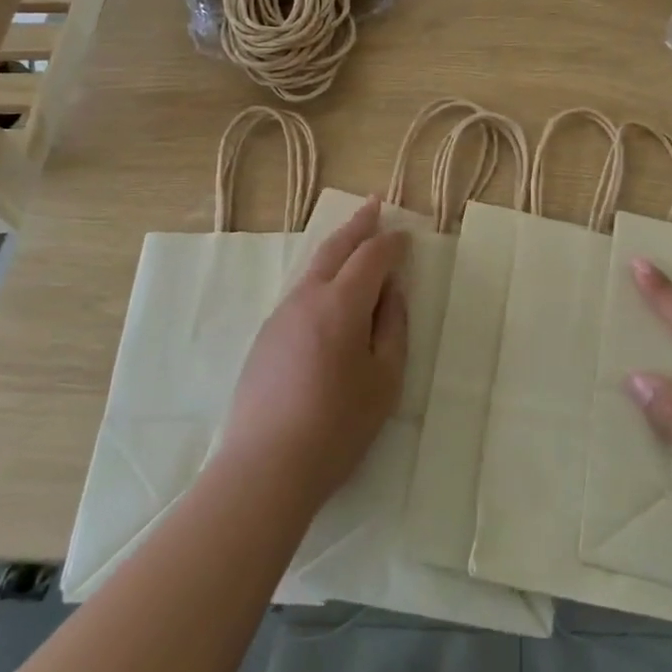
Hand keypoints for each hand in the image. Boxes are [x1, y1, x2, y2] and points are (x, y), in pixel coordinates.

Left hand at [219, 196, 408, 507]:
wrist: (265, 466)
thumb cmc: (337, 425)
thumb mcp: (384, 379)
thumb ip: (393, 327)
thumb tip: (391, 291)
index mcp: (341, 303)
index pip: (371, 256)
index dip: (391, 243)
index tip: (406, 237)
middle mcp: (307, 297)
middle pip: (335, 248)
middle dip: (358, 225)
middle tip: (373, 205)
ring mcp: (281, 315)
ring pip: (313, 268)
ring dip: (337, 248)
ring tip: (353, 241)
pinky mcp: (266, 336)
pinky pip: (300, 292)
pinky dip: (321, 276)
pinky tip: (328, 291)